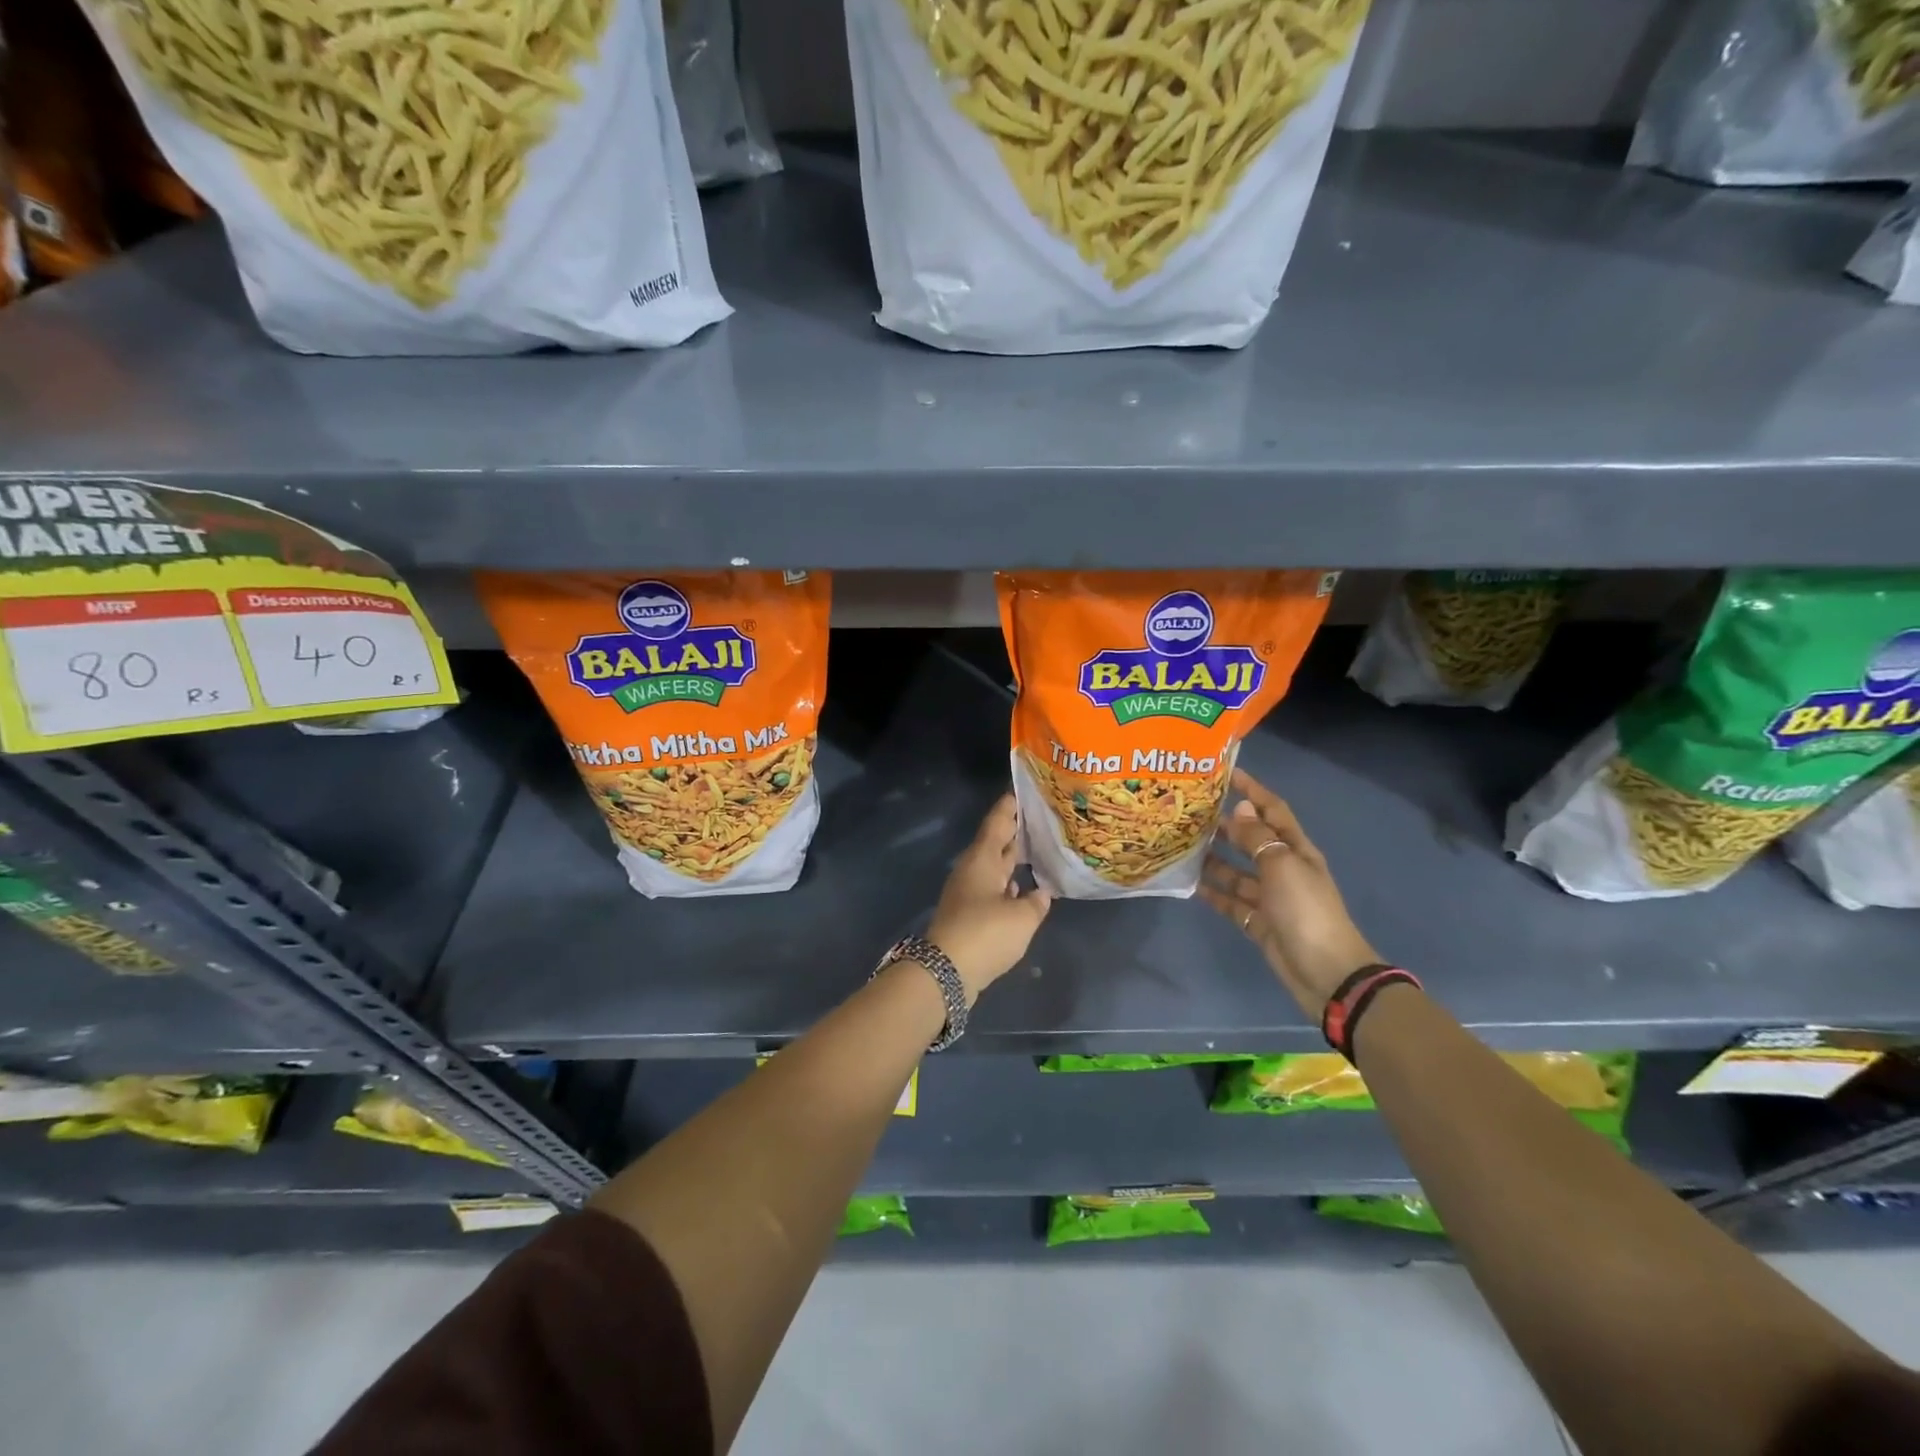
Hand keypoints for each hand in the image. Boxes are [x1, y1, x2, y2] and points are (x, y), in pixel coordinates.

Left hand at [927, 793, 1052, 1001]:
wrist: (946, 972)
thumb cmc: (985, 933)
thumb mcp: (1021, 917)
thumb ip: (1036, 902)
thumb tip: (1041, 892)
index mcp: (982, 859)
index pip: (997, 823)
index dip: (1008, 808)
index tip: (1020, 792)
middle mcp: (972, 871)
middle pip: (995, 844)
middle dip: (1014, 832)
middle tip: (1038, 820)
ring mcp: (968, 894)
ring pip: (993, 868)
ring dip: (1012, 860)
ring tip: (1037, 851)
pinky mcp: (968, 916)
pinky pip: (992, 890)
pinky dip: (1007, 886)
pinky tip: (1022, 891)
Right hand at [1200, 769, 1380, 1019]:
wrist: (1326, 973)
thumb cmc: (1306, 911)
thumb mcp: (1282, 867)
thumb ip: (1257, 837)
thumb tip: (1239, 806)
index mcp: (1296, 850)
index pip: (1273, 810)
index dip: (1252, 790)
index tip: (1226, 773)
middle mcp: (1283, 868)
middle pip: (1252, 839)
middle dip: (1226, 824)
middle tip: (1191, 810)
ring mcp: (1271, 897)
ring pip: (1237, 871)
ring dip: (1214, 858)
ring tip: (1183, 844)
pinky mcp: (1259, 922)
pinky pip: (1232, 901)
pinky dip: (1214, 892)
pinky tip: (1190, 883)